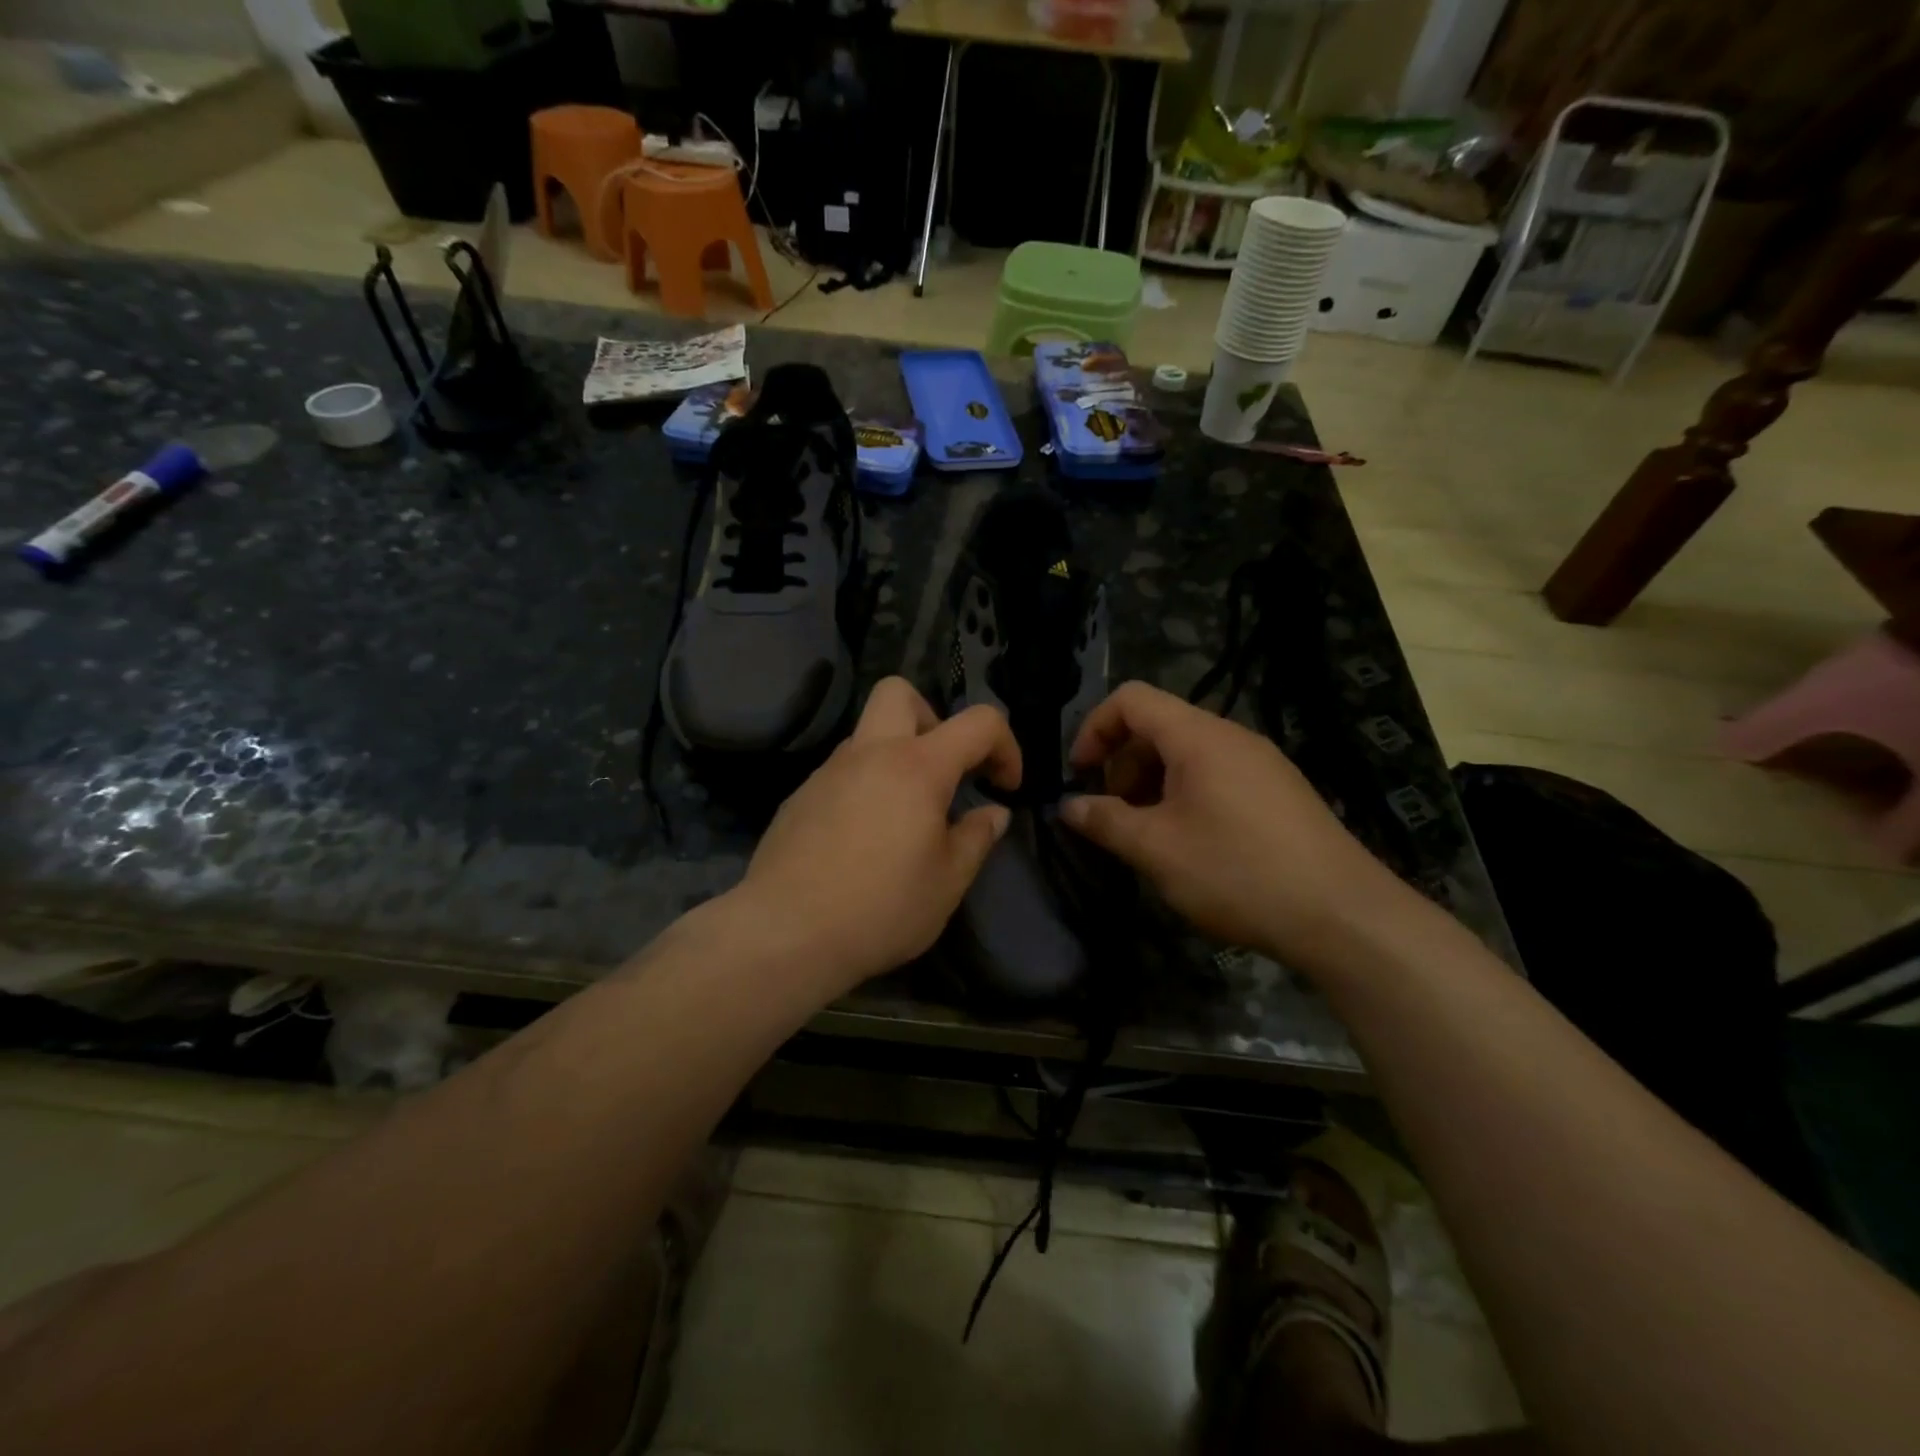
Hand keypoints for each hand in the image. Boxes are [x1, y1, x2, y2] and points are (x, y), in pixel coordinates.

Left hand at [735, 677, 1019, 994]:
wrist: (785, 933)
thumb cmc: (881, 908)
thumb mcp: (948, 882)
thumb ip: (976, 838)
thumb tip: (994, 813)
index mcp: (917, 766)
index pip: (979, 722)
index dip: (1006, 745)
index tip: (1004, 787)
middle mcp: (869, 753)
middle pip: (900, 692)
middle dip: (933, 719)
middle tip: (944, 772)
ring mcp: (828, 772)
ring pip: (867, 734)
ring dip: (896, 756)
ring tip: (905, 816)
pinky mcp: (800, 797)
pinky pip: (842, 772)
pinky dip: (865, 786)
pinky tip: (863, 838)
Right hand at [1060, 682, 1413, 974]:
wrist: (1343, 915)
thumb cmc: (1237, 872)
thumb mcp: (1156, 849)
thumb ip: (1104, 821)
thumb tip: (1068, 806)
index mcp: (1199, 736)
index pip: (1132, 699)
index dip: (1094, 728)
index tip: (1080, 775)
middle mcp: (1232, 737)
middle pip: (1159, 725)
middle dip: (1122, 763)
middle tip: (1114, 814)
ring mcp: (1262, 763)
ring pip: (1189, 754)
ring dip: (1153, 783)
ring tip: (1148, 835)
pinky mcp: (1280, 792)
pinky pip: (1218, 775)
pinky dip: (1186, 795)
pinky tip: (1191, 845)